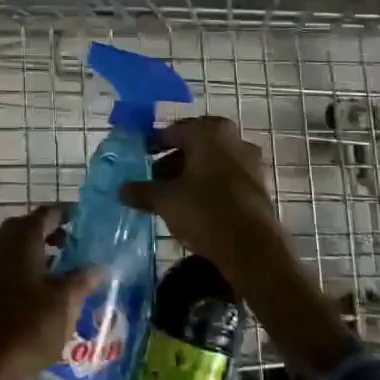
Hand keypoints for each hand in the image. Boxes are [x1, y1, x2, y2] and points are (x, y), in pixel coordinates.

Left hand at [0, 206, 102, 379]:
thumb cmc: (30, 325)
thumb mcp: (66, 301)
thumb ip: (83, 279)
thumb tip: (100, 266)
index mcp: (22, 240)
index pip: (46, 214)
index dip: (66, 213)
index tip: (86, 218)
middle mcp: (3, 247)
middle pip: (28, 228)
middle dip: (51, 231)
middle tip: (75, 241)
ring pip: (17, 248)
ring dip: (39, 251)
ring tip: (65, 266)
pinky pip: (11, 268)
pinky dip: (29, 269)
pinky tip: (46, 290)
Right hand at [119, 116, 283, 274]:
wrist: (252, 249)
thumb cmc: (205, 211)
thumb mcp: (166, 200)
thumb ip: (142, 191)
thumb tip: (122, 190)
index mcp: (209, 131)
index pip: (173, 131)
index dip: (153, 145)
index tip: (139, 158)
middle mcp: (233, 139)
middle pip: (194, 146)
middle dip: (171, 161)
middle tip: (152, 179)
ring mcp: (249, 162)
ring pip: (210, 162)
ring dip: (190, 175)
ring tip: (169, 196)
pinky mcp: (258, 185)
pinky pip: (225, 178)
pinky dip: (208, 187)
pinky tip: (193, 206)